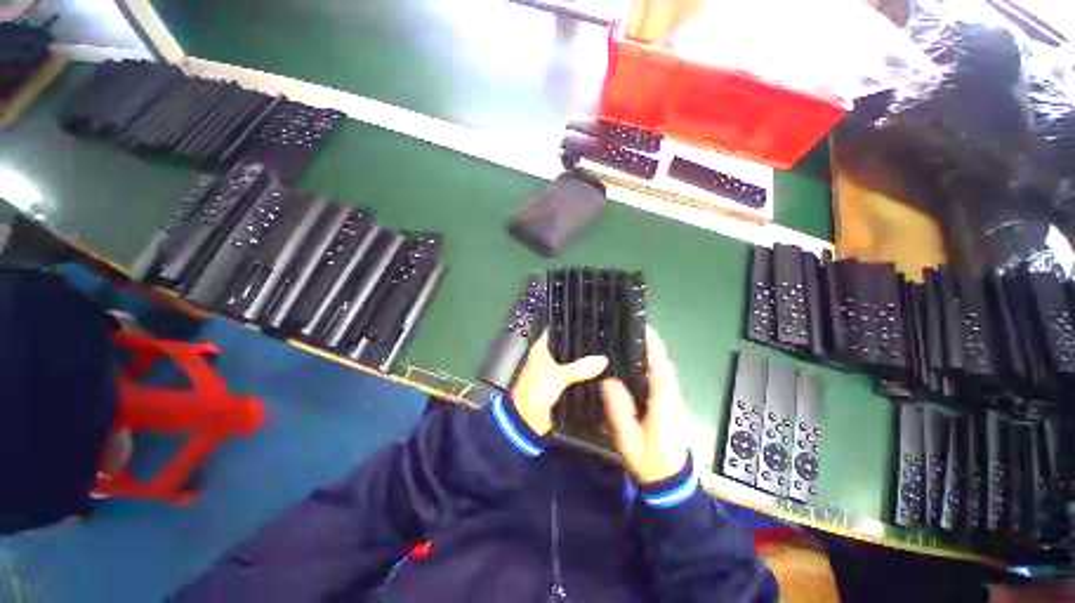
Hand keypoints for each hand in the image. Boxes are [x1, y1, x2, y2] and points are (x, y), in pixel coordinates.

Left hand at [511, 331, 607, 434]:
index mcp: (541, 349)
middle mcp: (548, 357)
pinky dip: (585, 375)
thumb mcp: (558, 377)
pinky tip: (600, 372)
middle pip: (568, 346)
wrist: (527, 421)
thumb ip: (580, 368)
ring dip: (585, 361)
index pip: (557, 331)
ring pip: (573, 361)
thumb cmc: (536, 392)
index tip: (590, 323)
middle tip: (604, 340)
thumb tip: (603, 360)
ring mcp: (555, 371)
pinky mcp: (561, 384)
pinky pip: (576, 376)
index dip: (571, 327)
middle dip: (583, 346)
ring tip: (607, 353)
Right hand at [601, 326, 688, 483]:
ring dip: (651, 354)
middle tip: (628, 332)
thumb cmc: (649, 458)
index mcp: (663, 400)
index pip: (660, 366)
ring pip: (663, 370)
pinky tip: (634, 366)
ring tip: (629, 343)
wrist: (670, 479)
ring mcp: (672, 399)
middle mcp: (671, 395)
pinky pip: (661, 378)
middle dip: (650, 345)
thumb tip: (608, 381)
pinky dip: (651, 366)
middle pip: (663, 363)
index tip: (643, 327)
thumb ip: (619, 410)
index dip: (653, 345)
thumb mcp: (629, 437)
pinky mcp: (669, 404)